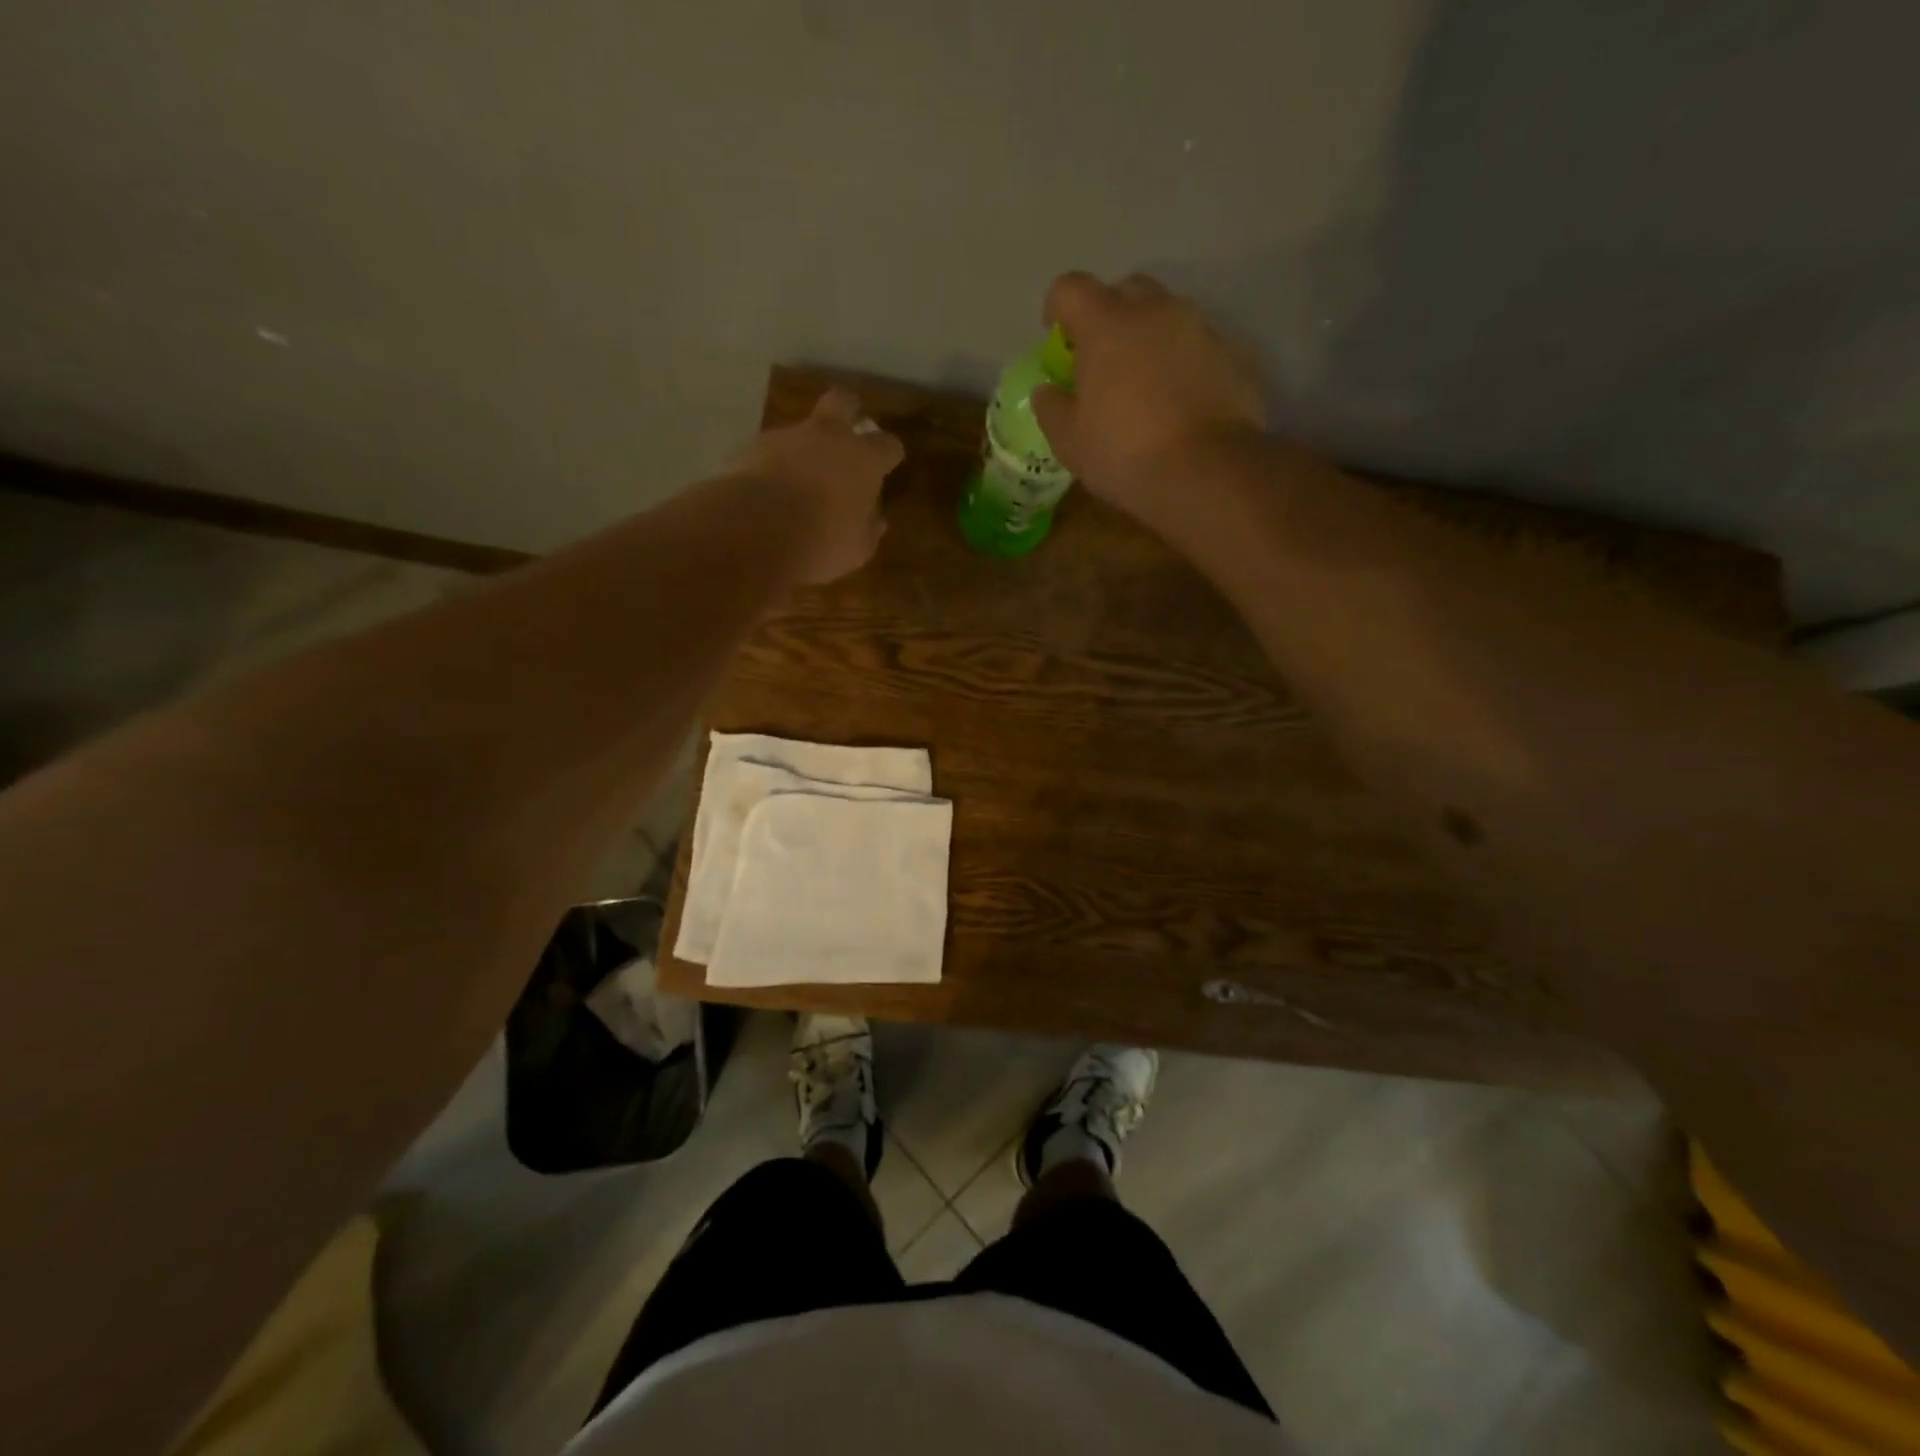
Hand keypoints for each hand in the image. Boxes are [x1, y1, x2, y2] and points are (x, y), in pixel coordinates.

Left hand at [729, 388, 905, 583]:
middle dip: (848, 410)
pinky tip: (769, 494)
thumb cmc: (822, 542)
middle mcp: (827, 437)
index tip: (887, 465)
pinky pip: (770, 453)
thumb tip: (875, 520)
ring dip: (804, 449)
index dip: (889, 454)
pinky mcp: (752, 448)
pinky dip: (773, 467)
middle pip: (843, 402)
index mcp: (863, 460)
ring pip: (801, 431)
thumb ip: (868, 529)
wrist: (757, 532)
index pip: (888, 445)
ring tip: (798, 483)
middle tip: (847, 431)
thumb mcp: (857, 548)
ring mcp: (787, 438)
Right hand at [1032, 273, 1266, 528]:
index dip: (1057, 309)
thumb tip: (1047, 390)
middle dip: (1109, 316)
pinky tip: (1179, 403)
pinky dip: (1183, 363)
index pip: (1070, 288)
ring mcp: (1200, 328)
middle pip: (1126, 290)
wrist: (1207, 472)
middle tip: (1103, 360)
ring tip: (1145, 384)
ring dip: (1150, 338)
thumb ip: (1052, 407)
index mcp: (1106, 324)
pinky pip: (1198, 346)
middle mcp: (1156, 311)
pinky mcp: (1233, 354)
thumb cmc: (1124, 454)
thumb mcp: (1069, 441)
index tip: (1057, 341)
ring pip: (1167, 315)